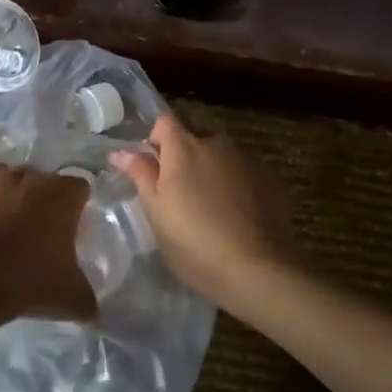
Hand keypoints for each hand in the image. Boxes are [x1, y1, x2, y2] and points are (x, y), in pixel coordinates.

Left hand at [0, 165, 96, 323]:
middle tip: (29, 234)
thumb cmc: (32, 278)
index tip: (66, 231)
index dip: (73, 208)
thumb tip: (91, 311)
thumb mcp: (71, 297)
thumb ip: (85, 298)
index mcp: (62, 194)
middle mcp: (28, 175)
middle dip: (34, 200)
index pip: (78, 188)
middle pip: (36, 181)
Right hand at [110, 114, 295, 302]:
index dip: (156, 139)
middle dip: (184, 157)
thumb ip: (140, 174)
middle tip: (178, 194)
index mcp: (185, 148)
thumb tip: (120, 152)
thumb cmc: (194, 242)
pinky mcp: (272, 180)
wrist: (257, 269)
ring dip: (211, 171)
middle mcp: (218, 144)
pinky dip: (236, 185)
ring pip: (222, 156)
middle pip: (195, 137)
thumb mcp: (157, 212)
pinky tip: (236, 217)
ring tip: (210, 208)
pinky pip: (244, 173)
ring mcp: (248, 160)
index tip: (153, 167)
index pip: (165, 121)